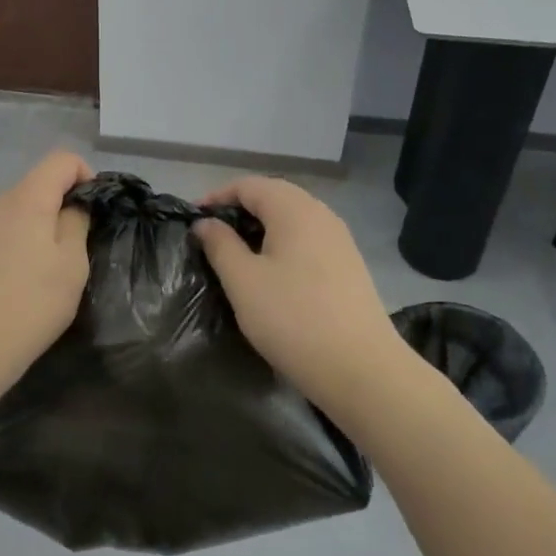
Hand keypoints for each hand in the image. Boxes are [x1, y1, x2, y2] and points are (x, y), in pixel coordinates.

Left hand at [0, 151, 93, 408]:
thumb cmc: (28, 306)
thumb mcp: (71, 266)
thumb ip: (76, 224)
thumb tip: (73, 206)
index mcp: (26, 198)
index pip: (61, 159)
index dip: (86, 176)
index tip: (95, 213)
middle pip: (39, 184)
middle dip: (63, 206)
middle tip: (77, 250)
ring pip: (20, 210)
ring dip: (41, 228)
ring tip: (50, 273)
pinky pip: (2, 232)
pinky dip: (20, 245)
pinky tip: (21, 284)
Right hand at [194, 177, 416, 418]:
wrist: (362, 370)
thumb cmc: (293, 318)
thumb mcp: (243, 281)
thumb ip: (220, 244)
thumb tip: (206, 223)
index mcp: (294, 209)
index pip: (248, 185)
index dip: (216, 196)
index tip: (193, 219)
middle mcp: (321, 214)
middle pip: (273, 196)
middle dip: (239, 209)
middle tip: (212, 234)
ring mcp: (339, 240)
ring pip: (292, 218)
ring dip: (262, 227)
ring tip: (237, 253)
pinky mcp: (349, 265)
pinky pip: (308, 239)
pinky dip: (283, 243)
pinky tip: (271, 272)